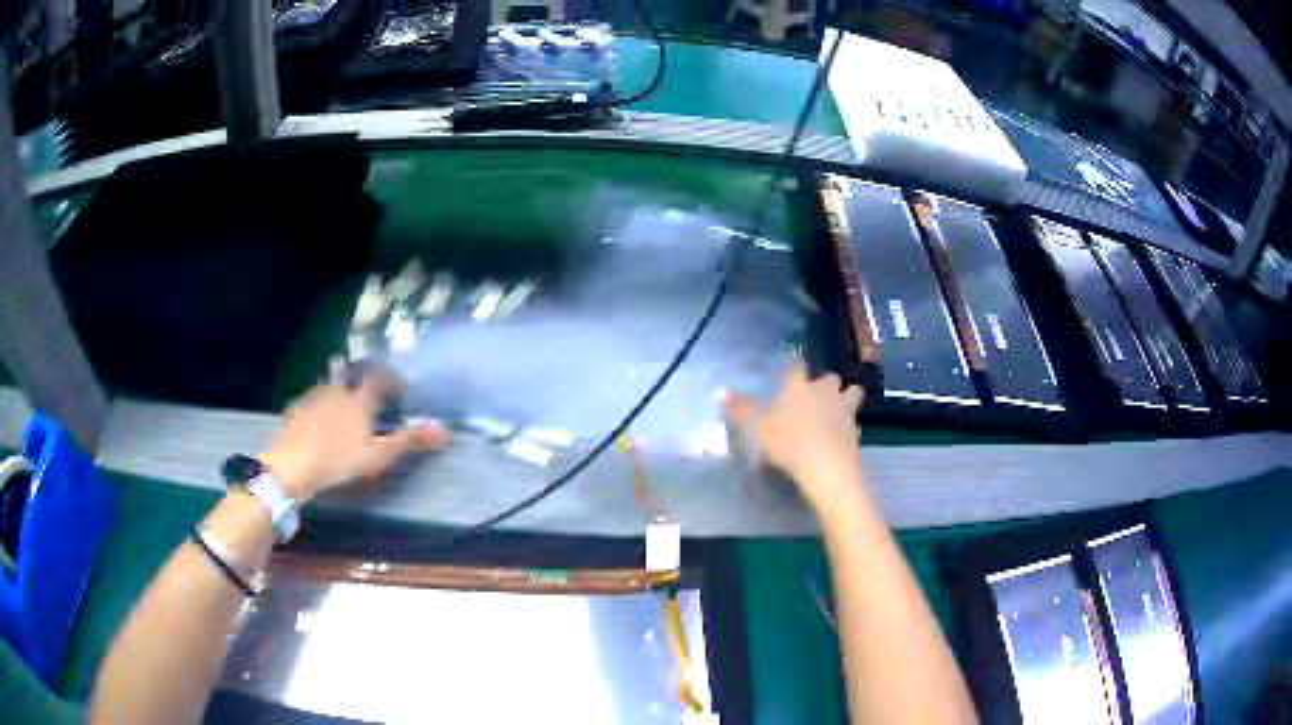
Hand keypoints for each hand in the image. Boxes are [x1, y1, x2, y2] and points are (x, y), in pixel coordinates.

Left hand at [259, 370, 450, 501]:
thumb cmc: (337, 461)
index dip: (392, 379)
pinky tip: (321, 425)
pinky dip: (323, 407)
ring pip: (333, 389)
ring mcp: (315, 397)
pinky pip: (315, 401)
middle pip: (354, 379)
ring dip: (343, 395)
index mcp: (359, 399)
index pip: (380, 378)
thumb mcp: (377, 456)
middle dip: (364, 386)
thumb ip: (407, 440)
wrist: (290, 466)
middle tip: (371, 402)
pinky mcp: (297, 408)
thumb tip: (443, 428)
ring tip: (347, 414)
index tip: (399, 387)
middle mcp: (338, 390)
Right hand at [724, 357, 864, 513]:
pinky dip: (848, 427)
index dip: (795, 363)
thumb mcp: (757, 428)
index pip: (797, 365)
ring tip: (837, 409)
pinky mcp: (856, 431)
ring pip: (851, 394)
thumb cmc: (789, 442)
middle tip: (817, 394)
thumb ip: (740, 410)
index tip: (794, 363)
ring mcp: (844, 410)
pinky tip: (840, 437)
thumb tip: (720, 393)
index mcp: (799, 386)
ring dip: (846, 398)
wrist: (826, 467)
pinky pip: (853, 422)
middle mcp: (825, 391)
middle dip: (826, 383)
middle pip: (830, 377)